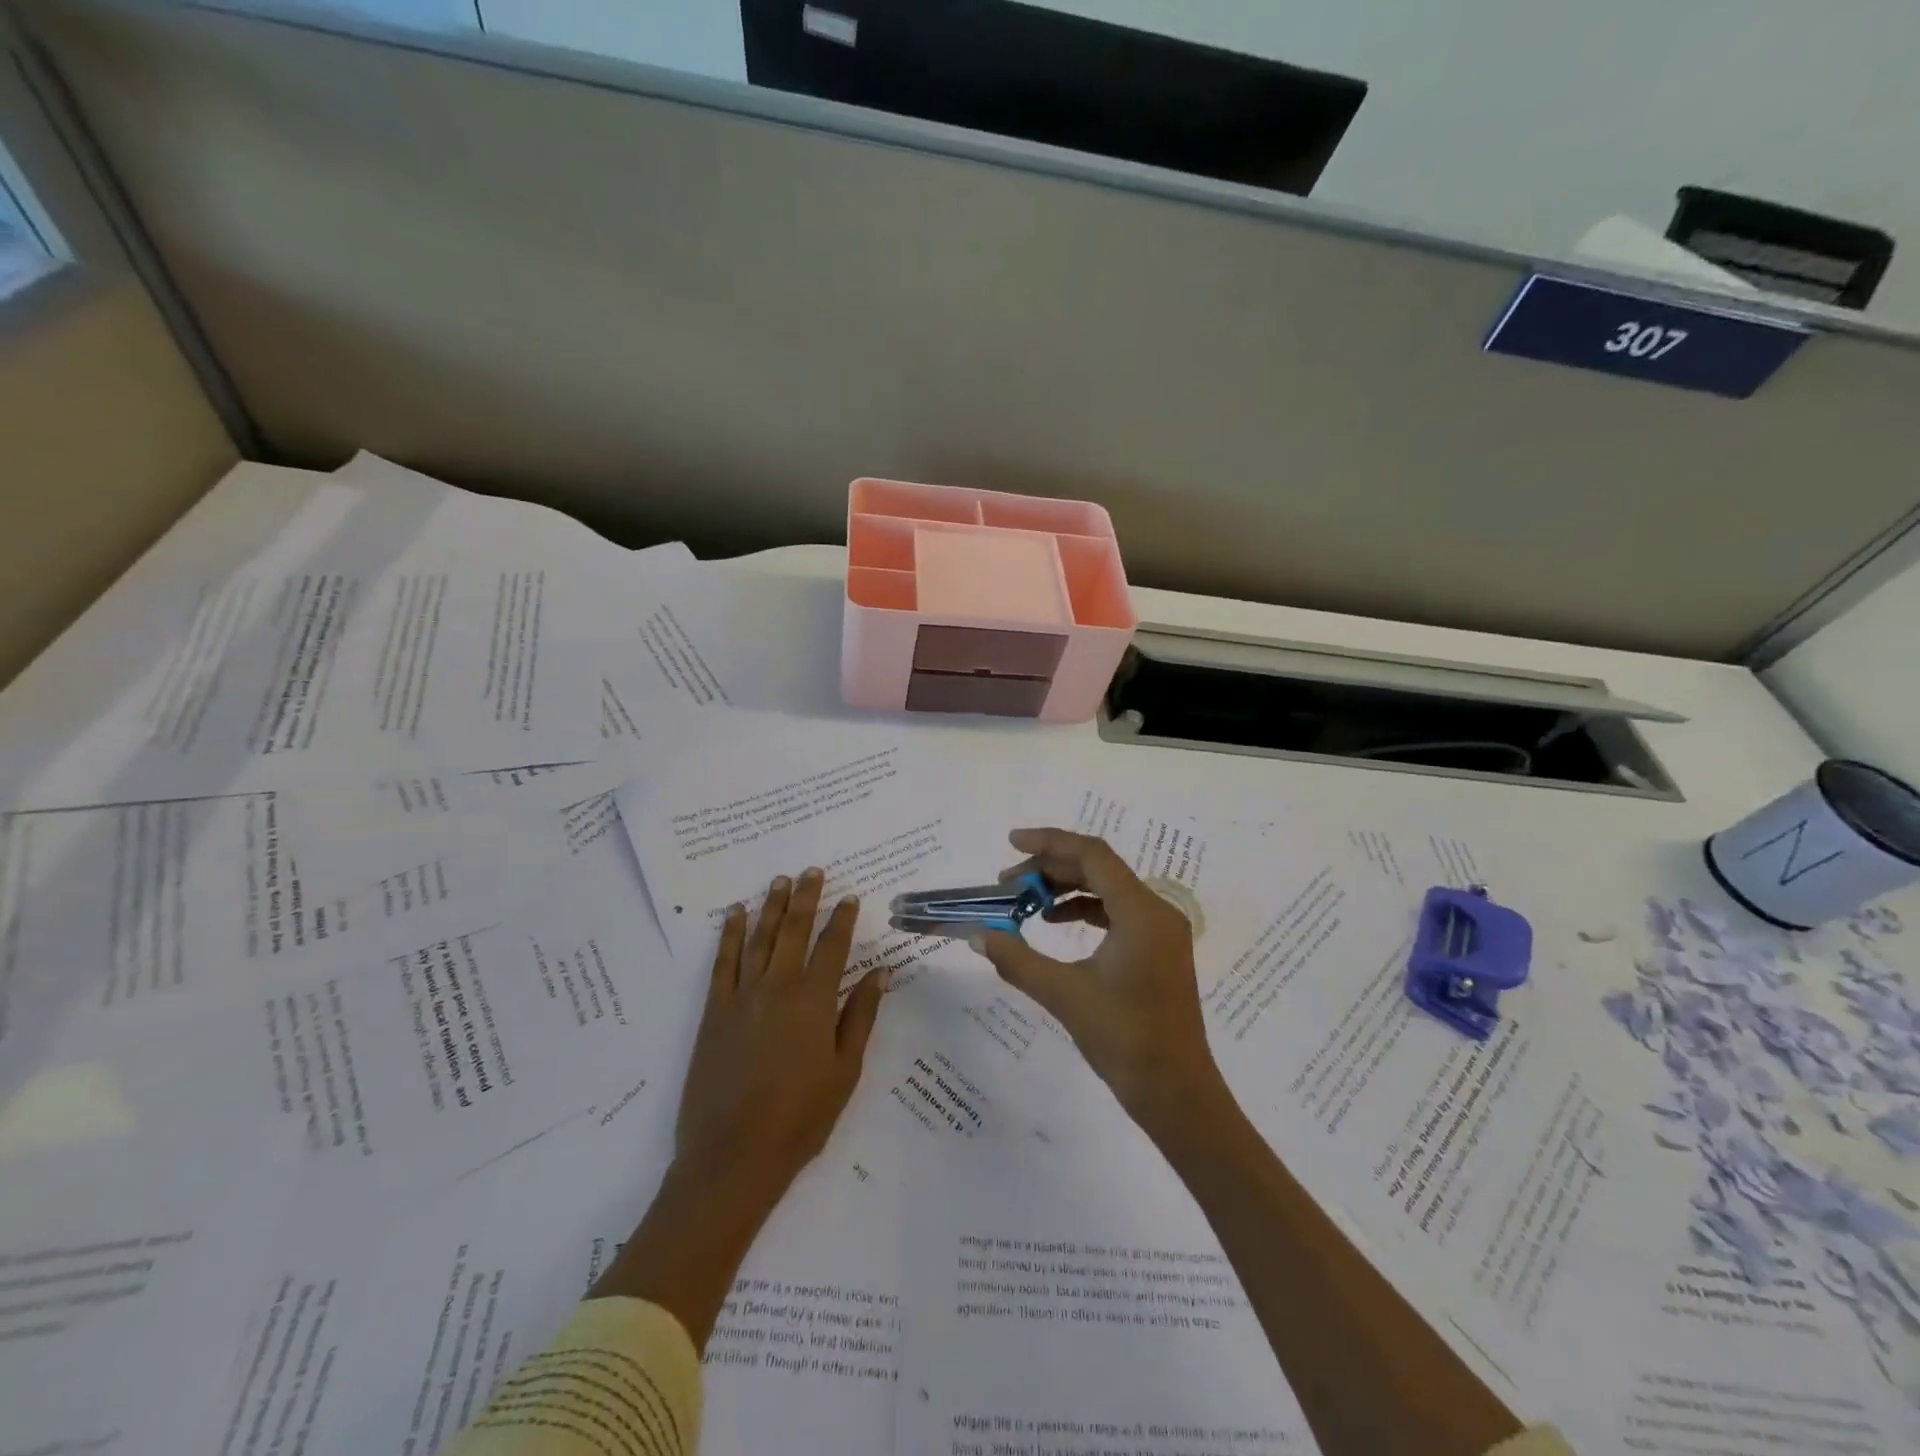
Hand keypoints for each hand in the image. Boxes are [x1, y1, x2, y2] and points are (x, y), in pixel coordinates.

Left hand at [675, 868, 889, 1202]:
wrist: (732, 1156)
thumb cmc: (800, 1118)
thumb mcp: (844, 1070)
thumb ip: (860, 1016)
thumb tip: (881, 972)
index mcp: (814, 1001)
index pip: (832, 947)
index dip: (842, 920)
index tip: (850, 896)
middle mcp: (778, 988)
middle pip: (794, 931)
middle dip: (805, 899)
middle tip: (811, 871)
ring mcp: (742, 997)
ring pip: (759, 939)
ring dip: (770, 907)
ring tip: (779, 880)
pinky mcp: (714, 1012)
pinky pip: (723, 963)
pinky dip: (729, 935)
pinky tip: (734, 914)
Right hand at [969, 829, 1225, 1136]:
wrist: (1177, 1095)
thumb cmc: (1125, 1040)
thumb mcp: (1065, 996)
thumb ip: (1018, 960)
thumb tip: (978, 935)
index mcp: (1141, 912)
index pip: (1092, 855)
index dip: (1049, 842)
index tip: (1010, 843)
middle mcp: (1156, 911)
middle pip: (1099, 868)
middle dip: (1050, 869)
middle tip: (1007, 884)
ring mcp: (1160, 931)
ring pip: (1107, 889)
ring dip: (1065, 889)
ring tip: (1025, 903)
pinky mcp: (1158, 950)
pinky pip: (1117, 912)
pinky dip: (1083, 911)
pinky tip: (1055, 924)